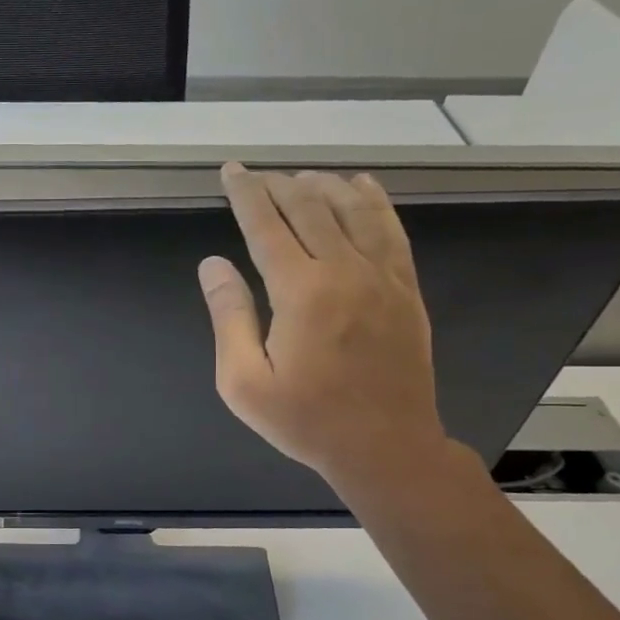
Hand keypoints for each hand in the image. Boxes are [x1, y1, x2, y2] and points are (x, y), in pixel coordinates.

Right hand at [199, 164, 449, 492]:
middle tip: (258, 175)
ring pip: (354, 211)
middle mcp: (345, 271)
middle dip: (279, 185)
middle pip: (310, 208)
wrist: (385, 448)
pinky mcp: (406, 290)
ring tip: (301, 175)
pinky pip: (391, 231)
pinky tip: (362, 188)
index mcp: (301, 291)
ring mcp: (383, 278)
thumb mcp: (243, 381)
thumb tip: (213, 265)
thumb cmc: (304, 420)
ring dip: (324, 186)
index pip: (266, 225)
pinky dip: (374, 203)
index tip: (231, 171)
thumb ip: (228, 316)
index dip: (246, 194)